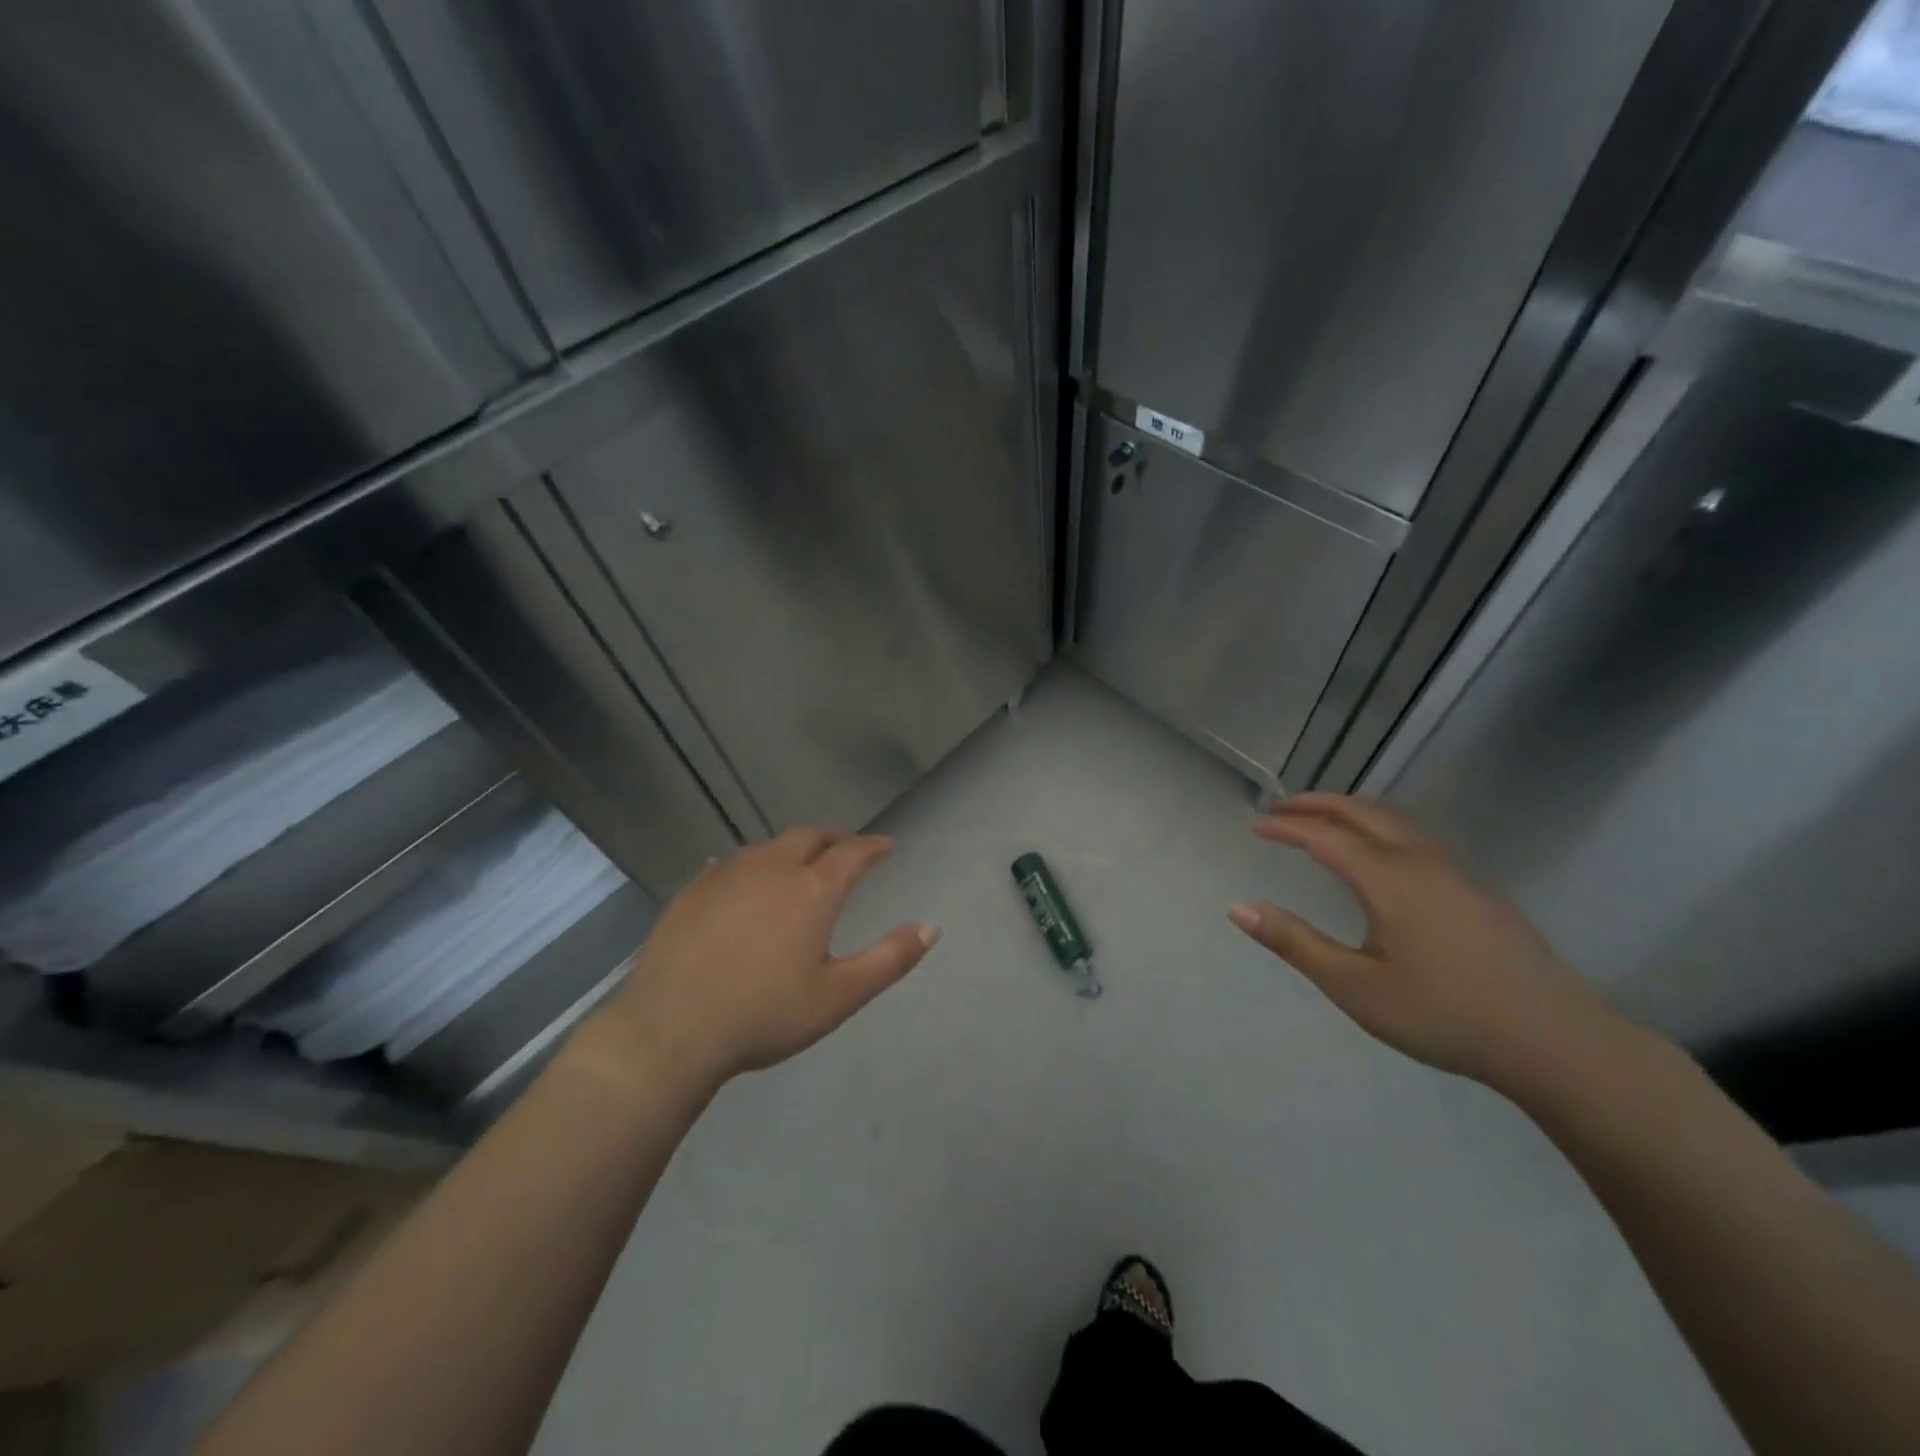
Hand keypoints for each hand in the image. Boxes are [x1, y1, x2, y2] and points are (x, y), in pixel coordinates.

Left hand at [579, 829, 937, 1098]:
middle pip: (809, 837)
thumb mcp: (839, 996)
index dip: (873, 846)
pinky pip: (729, 863)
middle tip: (846, 848)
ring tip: (799, 863)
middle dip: (834, 838)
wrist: (671, 1029)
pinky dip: (750, 865)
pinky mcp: (692, 890)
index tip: (886, 845)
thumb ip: (889, 959)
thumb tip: (932, 927)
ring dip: (792, 849)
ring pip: (768, 846)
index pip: (852, 852)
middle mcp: (772, 868)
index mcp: (812, 890)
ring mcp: (727, 875)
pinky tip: (743, 879)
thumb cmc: (764, 1014)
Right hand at [1228, 794, 1623, 1089]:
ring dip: (1354, 812)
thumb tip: (1238, 907)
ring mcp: (1457, 874)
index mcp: (1388, 879)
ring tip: (1325, 821)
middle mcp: (1422, 862)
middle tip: (1282, 808)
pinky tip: (1383, 857)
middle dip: (1318, 804)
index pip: (1324, 836)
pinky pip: (1419, 839)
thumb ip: (1295, 942)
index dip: (1286, 827)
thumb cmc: (1444, 1015)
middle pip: (1364, 813)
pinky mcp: (1480, 892)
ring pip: (1397, 822)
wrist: (1557, 1043)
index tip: (1254, 824)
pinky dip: (1383, 828)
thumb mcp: (1355, 987)